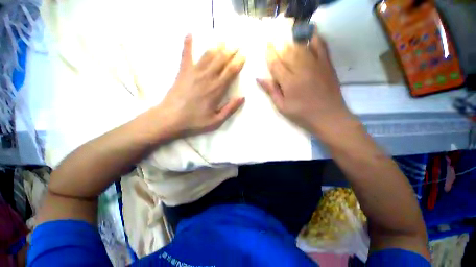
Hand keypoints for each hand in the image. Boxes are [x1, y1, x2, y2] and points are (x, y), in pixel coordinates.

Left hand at [158, 35, 244, 136]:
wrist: (170, 119)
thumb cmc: (195, 122)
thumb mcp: (216, 121)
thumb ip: (230, 109)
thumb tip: (242, 97)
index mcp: (216, 90)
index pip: (230, 71)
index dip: (238, 62)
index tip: (244, 55)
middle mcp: (207, 77)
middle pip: (221, 60)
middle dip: (231, 51)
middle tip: (237, 44)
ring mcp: (193, 73)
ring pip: (208, 55)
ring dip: (217, 46)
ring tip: (223, 40)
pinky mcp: (182, 72)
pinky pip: (185, 55)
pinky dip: (187, 43)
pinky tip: (190, 33)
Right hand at [257, 31, 350, 134]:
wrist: (329, 116)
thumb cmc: (302, 114)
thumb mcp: (282, 106)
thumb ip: (271, 91)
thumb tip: (259, 78)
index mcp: (289, 82)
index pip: (276, 63)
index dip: (269, 53)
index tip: (266, 45)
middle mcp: (301, 69)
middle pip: (287, 51)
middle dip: (278, 44)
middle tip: (273, 37)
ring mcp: (316, 64)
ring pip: (301, 46)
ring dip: (291, 40)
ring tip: (285, 36)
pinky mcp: (327, 64)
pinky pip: (320, 45)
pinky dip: (313, 38)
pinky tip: (308, 35)